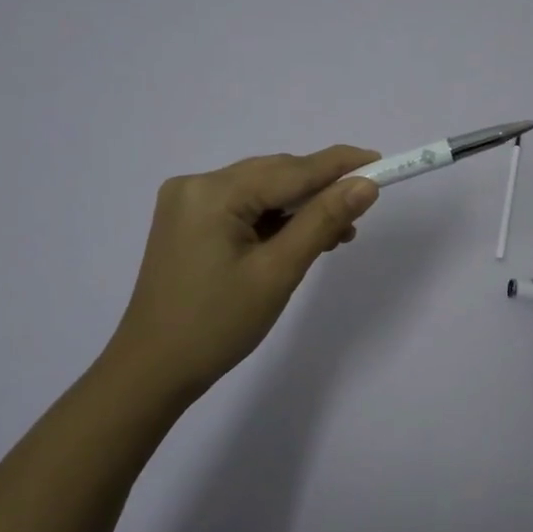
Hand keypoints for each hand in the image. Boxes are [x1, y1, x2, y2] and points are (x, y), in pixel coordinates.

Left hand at [100, 146, 380, 409]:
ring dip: (299, 208)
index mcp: (212, 192)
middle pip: (274, 175)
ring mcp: (187, 202)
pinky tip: (300, 238)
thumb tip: (365, 185)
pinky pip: (243, 207)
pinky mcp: (187, 221)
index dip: (338, 165)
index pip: (290, 170)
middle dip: (319, 191)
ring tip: (336, 235)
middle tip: (360, 212)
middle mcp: (196, 185)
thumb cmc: (217, 325)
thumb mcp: (278, 272)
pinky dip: (274, 220)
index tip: (379, 160)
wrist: (152, 371)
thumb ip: (322, 221)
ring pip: (261, 191)